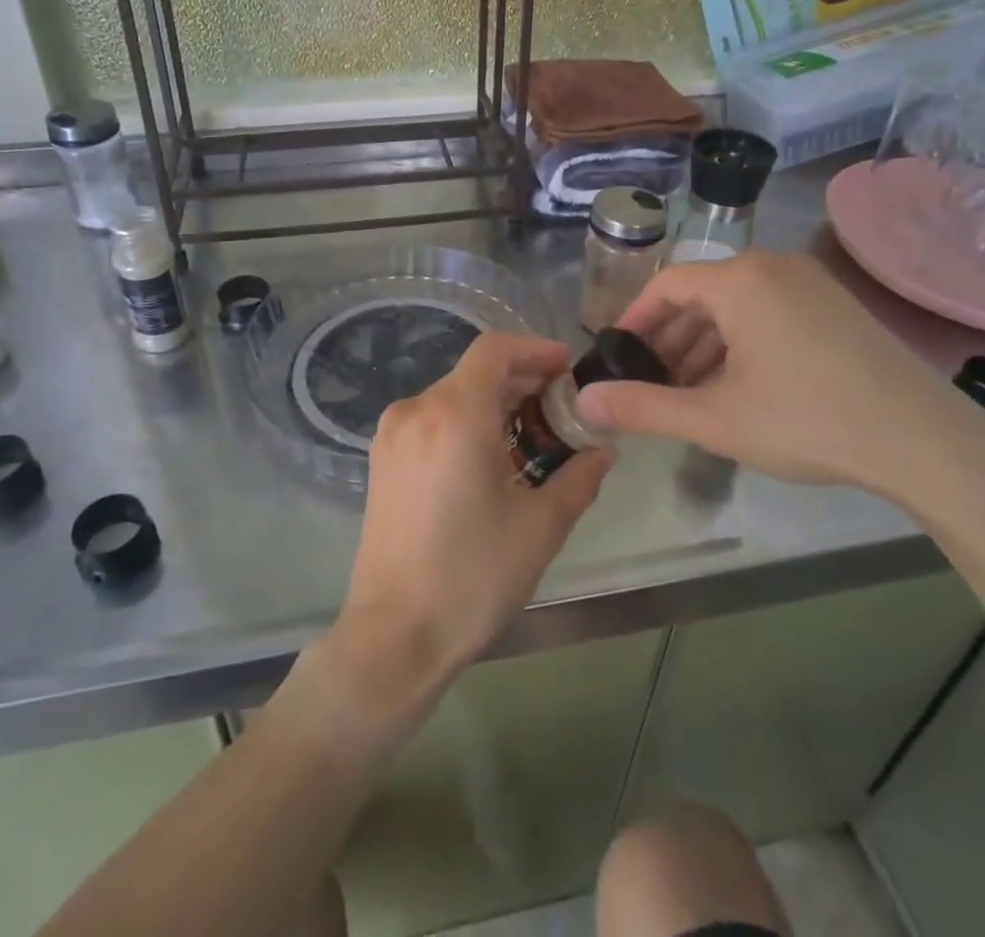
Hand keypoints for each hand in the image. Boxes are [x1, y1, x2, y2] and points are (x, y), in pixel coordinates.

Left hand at [328, 333, 614, 720]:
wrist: (395, 636)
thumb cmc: (472, 576)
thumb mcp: (540, 527)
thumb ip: (578, 477)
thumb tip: (602, 450)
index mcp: (454, 414)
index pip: (494, 350)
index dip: (534, 349)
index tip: (566, 368)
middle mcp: (416, 410)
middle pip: (474, 372)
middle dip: (520, 380)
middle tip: (561, 407)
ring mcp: (392, 434)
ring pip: (452, 395)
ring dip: (493, 403)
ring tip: (531, 435)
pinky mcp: (381, 459)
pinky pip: (431, 420)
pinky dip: (465, 422)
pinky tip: (490, 457)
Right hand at [575, 251, 984, 498]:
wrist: (925, 443)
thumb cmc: (808, 421)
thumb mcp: (715, 419)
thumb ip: (643, 408)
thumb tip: (582, 403)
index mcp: (740, 281)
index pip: (667, 286)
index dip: (635, 320)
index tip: (619, 357)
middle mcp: (774, 267)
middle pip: (702, 295)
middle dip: (670, 340)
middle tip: (652, 383)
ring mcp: (812, 284)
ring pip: (737, 307)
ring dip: (705, 345)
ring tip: (690, 392)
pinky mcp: (837, 307)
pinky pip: (770, 313)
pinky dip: (742, 344)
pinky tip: (739, 388)